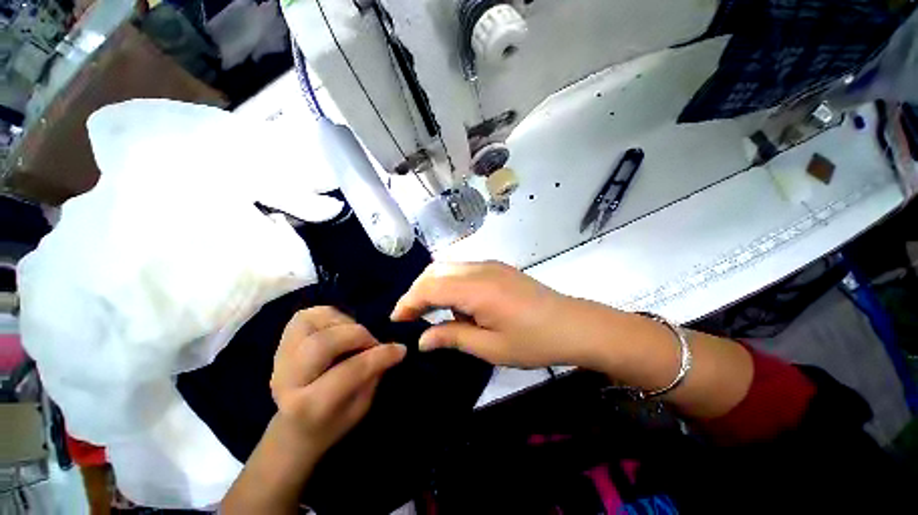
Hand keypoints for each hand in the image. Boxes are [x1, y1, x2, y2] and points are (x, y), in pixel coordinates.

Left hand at [270, 307, 406, 456]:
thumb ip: (373, 375)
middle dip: (358, 336)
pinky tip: (340, 329)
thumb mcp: (360, 407)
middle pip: (323, 343)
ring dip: (344, 324)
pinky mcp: (281, 340)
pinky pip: (308, 315)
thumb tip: (391, 348)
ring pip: (313, 322)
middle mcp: (286, 380)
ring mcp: (279, 356)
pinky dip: (331, 316)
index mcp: (308, 407)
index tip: (401, 350)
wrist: (293, 428)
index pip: (348, 372)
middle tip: (373, 343)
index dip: (379, 356)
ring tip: (355, 337)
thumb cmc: (333, 421)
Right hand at [390, 261, 615, 368]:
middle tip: (411, 315)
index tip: (397, 319)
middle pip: (435, 271)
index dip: (409, 301)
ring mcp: (490, 265)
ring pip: (448, 267)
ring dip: (433, 285)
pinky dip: (450, 283)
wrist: (574, 325)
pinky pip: (463, 269)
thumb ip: (453, 337)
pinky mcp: (498, 268)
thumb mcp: (490, 347)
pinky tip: (457, 304)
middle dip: (417, 290)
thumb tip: (423, 339)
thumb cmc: (534, 341)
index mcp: (477, 288)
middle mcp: (480, 269)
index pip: (430, 288)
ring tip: (431, 311)